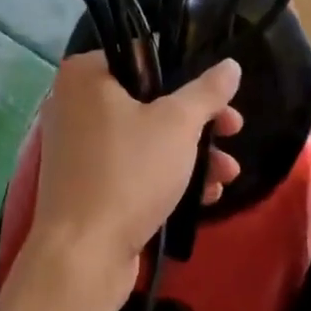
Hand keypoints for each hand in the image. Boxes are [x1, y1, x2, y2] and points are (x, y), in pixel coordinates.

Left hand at [27, 54, 243, 280]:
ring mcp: (79, 147)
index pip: (144, 57)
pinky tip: (206, 196)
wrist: (84, 254)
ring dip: (193, 154)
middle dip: (199, 123)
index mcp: (86, 75)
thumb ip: (207, 92)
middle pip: (150, 101)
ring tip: (228, 175)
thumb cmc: (130, 173)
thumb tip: (230, 65)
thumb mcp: (178, 124)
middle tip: (234, 130)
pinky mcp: (88, 183)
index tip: (219, 97)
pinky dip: (167, 176)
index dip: (187, 77)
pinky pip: (133, 167)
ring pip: (146, 138)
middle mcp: (75, 104)